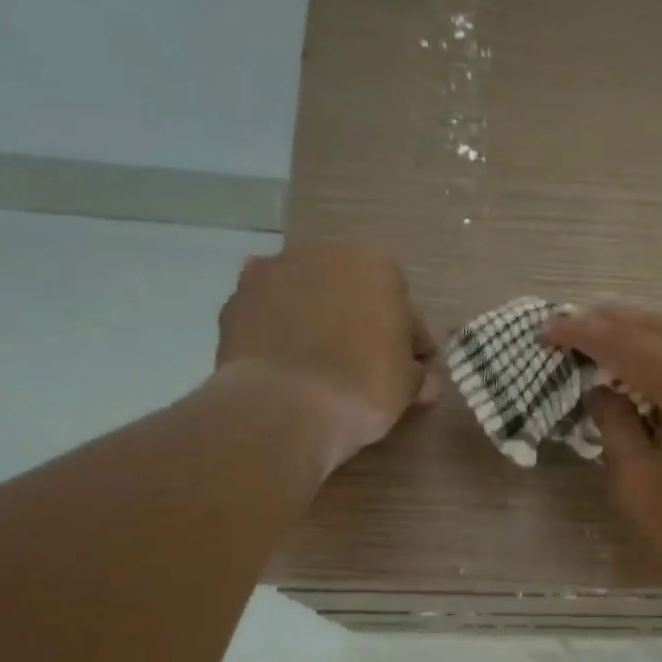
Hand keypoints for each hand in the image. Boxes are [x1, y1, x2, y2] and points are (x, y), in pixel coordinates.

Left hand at [215, 245, 437, 470]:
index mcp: (376, 267)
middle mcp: (324, 255)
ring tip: (319, 362)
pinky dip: (278, 328)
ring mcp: (274, 272)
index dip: (409, 340)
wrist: (281, 407)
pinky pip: (269, 311)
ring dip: (317, 318)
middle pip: (352, 291)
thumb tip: (425, 380)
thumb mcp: (407, 388)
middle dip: (360, 320)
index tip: (409, 368)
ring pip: (308, 295)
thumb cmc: (361, 389)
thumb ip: (418, 374)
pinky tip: (284, 358)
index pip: (403, 306)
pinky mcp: (236, 299)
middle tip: (364, 363)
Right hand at [543, 305, 661, 600]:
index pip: (626, 344)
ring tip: (605, 339)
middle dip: (611, 323)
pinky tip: (657, 366)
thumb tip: (601, 392)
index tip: (548, 330)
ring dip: (644, 337)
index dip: (582, 334)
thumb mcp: (641, 482)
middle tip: (571, 324)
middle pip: (659, 328)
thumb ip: (615, 425)